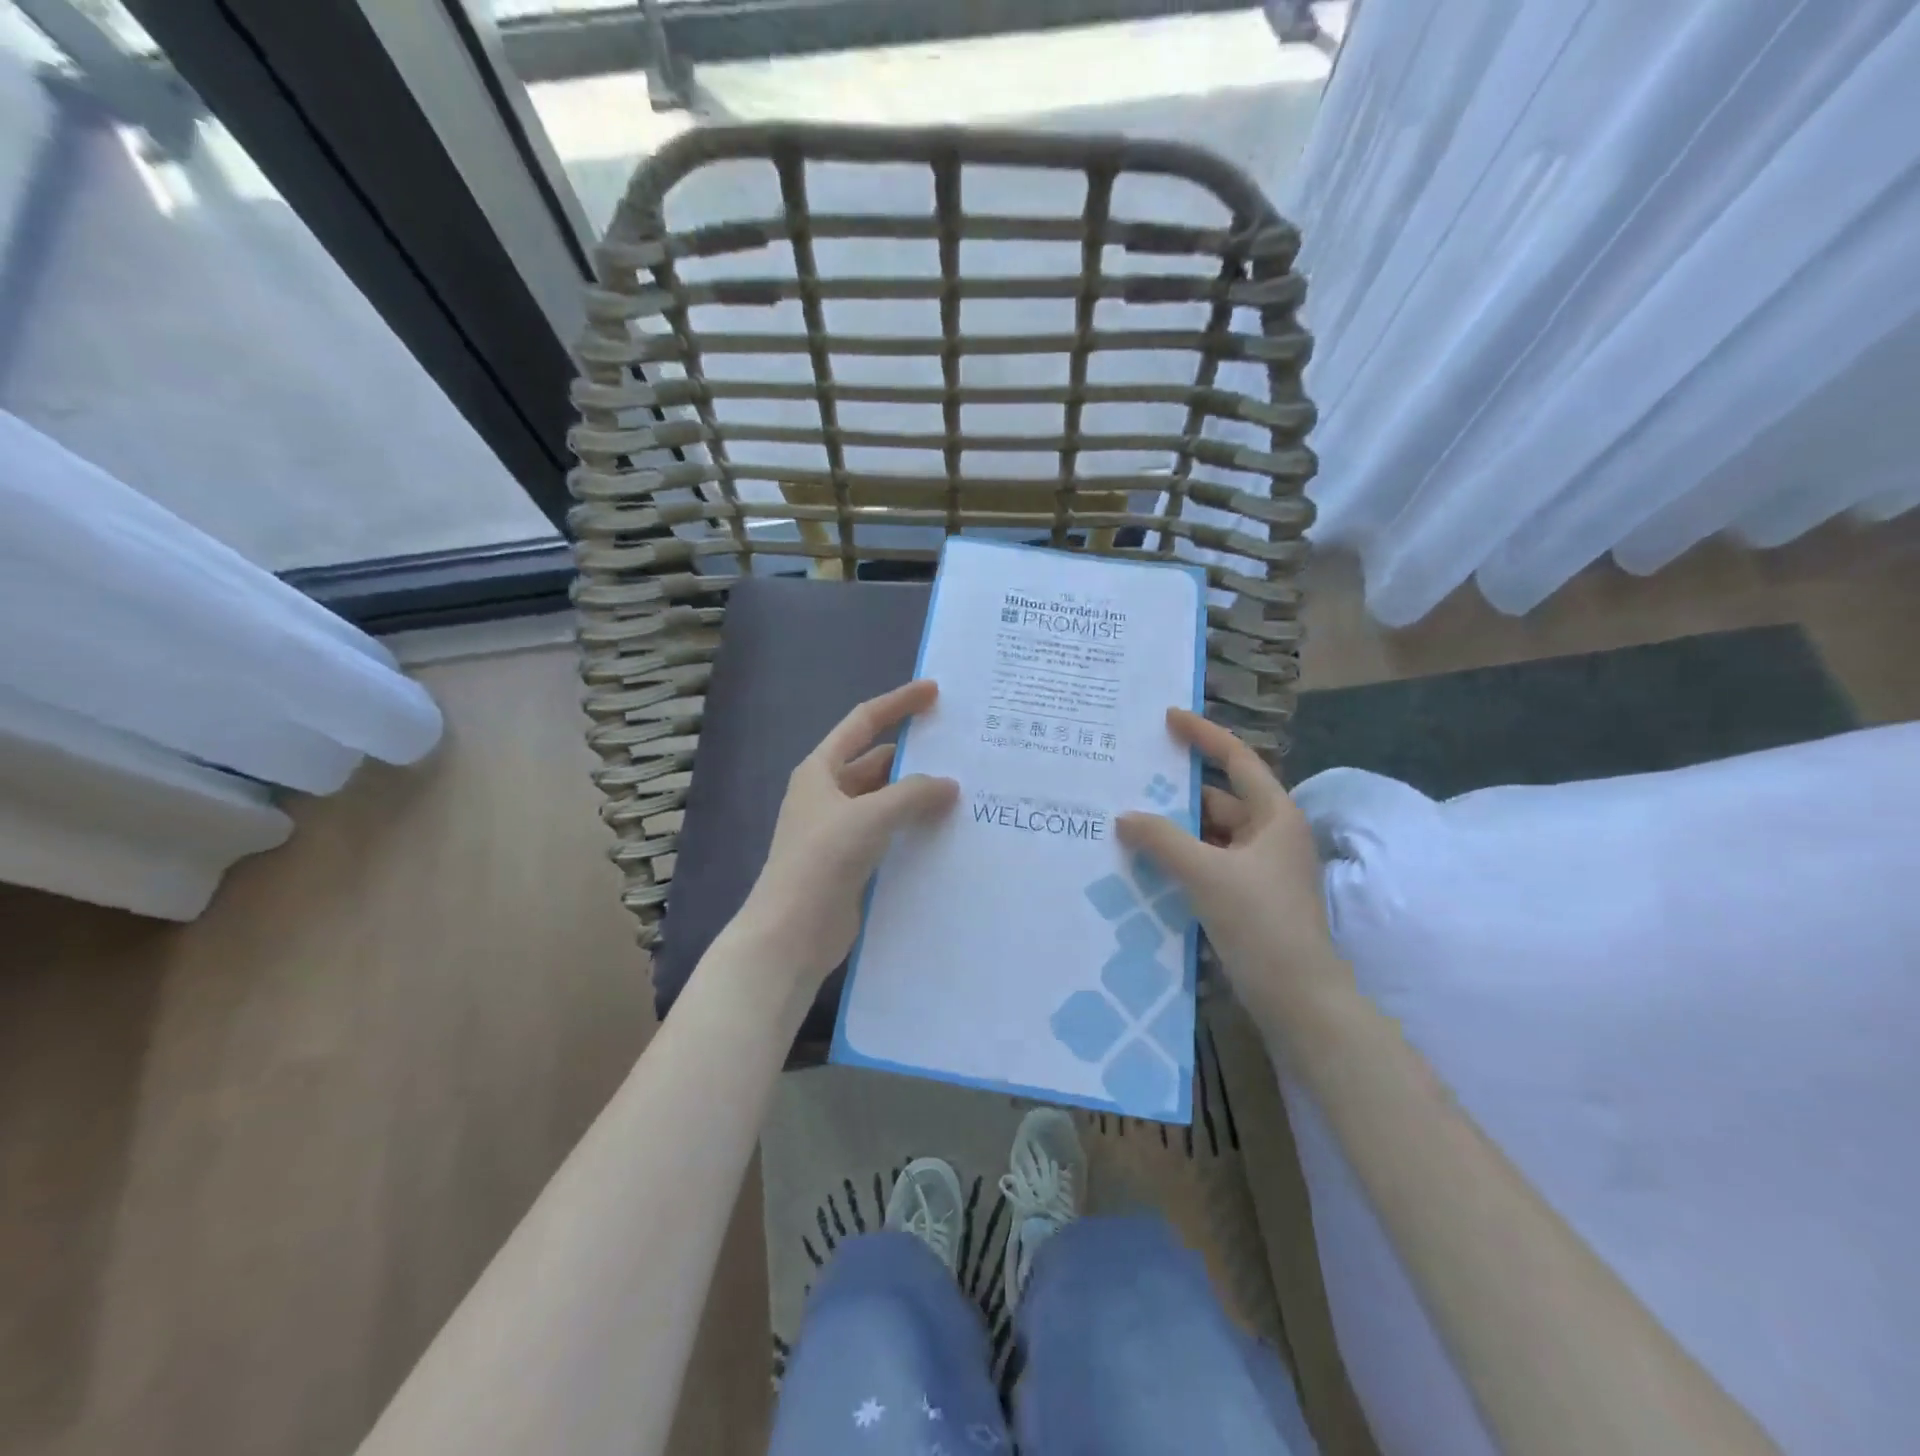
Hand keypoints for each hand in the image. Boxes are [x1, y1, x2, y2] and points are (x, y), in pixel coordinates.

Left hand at [733, 680, 958, 990]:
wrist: (791, 933)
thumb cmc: (822, 860)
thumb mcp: (870, 816)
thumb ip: (913, 794)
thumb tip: (949, 785)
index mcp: (821, 770)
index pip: (863, 722)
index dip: (898, 703)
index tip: (934, 692)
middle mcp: (828, 794)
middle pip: (876, 762)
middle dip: (914, 755)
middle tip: (960, 750)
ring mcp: (840, 829)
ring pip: (885, 799)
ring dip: (916, 794)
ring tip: (963, 790)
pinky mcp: (852, 861)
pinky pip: (889, 832)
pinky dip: (913, 826)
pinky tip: (945, 831)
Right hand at [1116, 708, 1349, 1025]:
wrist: (1299, 998)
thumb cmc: (1261, 923)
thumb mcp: (1207, 875)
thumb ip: (1163, 840)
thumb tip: (1125, 817)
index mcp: (1274, 816)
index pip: (1237, 760)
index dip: (1204, 735)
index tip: (1168, 718)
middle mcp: (1270, 835)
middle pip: (1218, 799)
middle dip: (1176, 792)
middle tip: (1129, 779)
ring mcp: (1260, 869)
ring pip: (1210, 835)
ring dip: (1175, 830)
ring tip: (1128, 820)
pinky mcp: (1248, 897)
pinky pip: (1208, 863)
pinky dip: (1181, 858)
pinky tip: (1147, 862)